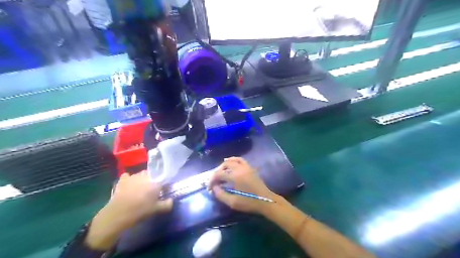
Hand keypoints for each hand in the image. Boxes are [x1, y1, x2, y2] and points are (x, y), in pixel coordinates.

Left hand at [85, 171, 171, 249]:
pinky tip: (128, 184)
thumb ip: (167, 204)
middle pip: (152, 175)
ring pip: (141, 174)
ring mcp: (133, 176)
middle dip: (153, 180)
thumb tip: (171, 200)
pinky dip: (128, 179)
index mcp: (156, 181)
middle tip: (152, 190)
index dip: (163, 183)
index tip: (163, 190)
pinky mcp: (123, 180)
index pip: (163, 178)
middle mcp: (146, 175)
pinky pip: (127, 176)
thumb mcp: (156, 209)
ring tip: (140, 188)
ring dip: (142, 179)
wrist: (118, 214)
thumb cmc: (141, 210)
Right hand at [209, 158, 276, 212]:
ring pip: (232, 160)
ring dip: (225, 165)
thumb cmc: (249, 202)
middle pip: (225, 165)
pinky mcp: (250, 168)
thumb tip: (214, 188)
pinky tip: (231, 164)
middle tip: (215, 180)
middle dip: (217, 171)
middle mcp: (240, 168)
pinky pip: (240, 160)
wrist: (265, 200)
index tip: (209, 187)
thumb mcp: (233, 202)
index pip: (219, 174)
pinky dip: (233, 160)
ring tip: (221, 171)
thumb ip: (221, 194)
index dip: (212, 180)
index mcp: (235, 176)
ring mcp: (246, 167)